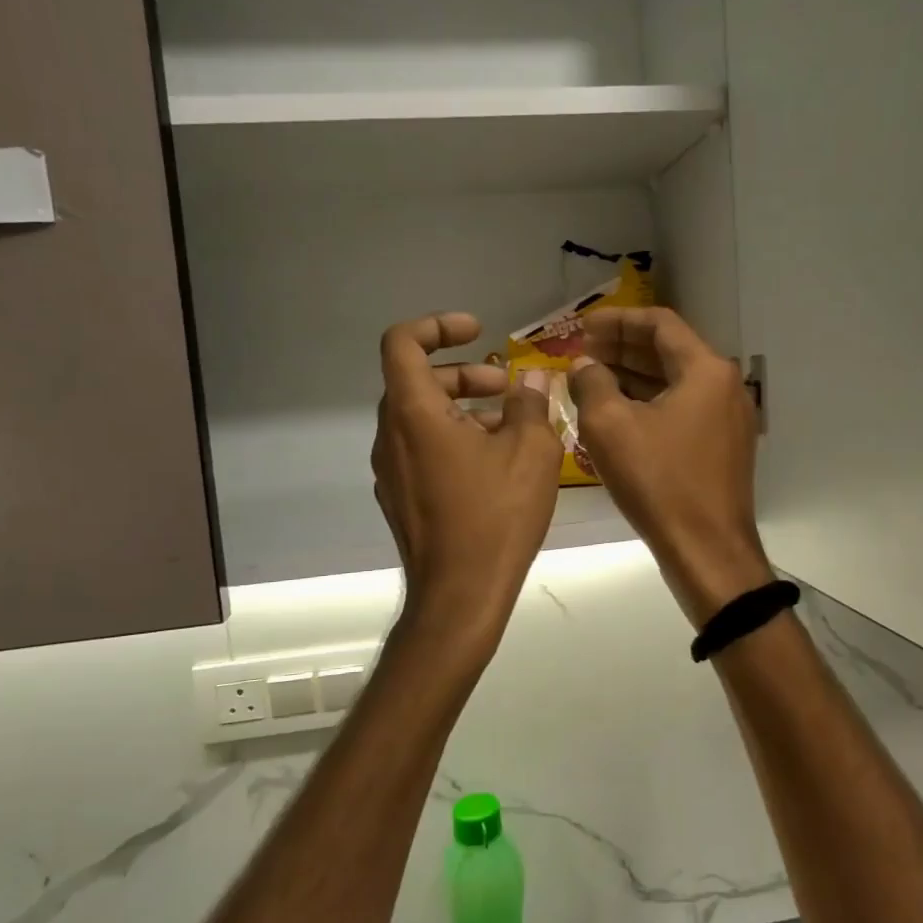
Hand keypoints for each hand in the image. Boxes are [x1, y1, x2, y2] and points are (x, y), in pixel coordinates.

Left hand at [371, 313, 560, 625]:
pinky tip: (494, 465)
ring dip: (463, 409)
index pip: (402, 343)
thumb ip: (531, 404)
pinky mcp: (400, 498)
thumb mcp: (532, 451)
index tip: (477, 332)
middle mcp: (391, 436)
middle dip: (465, 374)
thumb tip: (531, 381)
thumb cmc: (496, 517)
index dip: (437, 326)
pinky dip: (453, 439)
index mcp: (414, 413)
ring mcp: (390, 470)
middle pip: (418, 380)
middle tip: (508, 387)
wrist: (460, 597)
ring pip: (422, 418)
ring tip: (511, 428)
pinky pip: (422, 450)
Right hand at [569, 308, 769, 626]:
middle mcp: (724, 386)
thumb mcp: (611, 428)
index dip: (616, 320)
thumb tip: (583, 365)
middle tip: (581, 351)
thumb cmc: (659, 483)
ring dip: (633, 376)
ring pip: (675, 382)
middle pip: (669, 350)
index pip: (659, 324)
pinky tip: (617, 412)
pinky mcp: (722, 446)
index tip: (581, 327)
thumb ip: (591, 384)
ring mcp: (728, 418)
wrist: (708, 552)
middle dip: (622, 347)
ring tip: (591, 378)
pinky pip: (682, 409)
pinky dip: (649, 403)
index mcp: (706, 371)